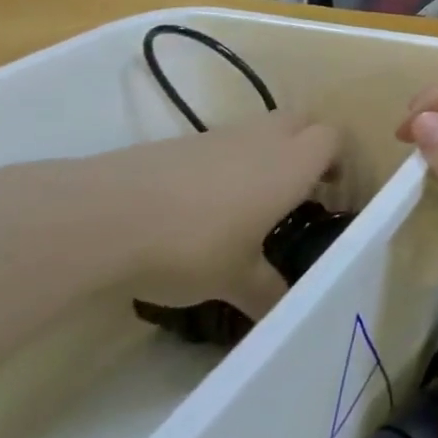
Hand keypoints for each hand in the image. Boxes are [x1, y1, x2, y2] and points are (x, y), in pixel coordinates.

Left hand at [53, 111, 341, 314]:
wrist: (101, 217)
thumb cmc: (191, 245)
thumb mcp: (234, 279)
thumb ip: (266, 291)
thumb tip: (285, 317)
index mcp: (293, 164)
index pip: (333, 139)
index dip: (337, 160)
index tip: (328, 191)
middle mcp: (264, 139)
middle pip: (302, 121)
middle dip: (307, 146)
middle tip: (298, 187)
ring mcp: (219, 136)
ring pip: (259, 130)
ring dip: (264, 154)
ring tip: (248, 200)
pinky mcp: (179, 143)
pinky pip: (219, 144)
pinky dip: (223, 164)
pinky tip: (201, 204)